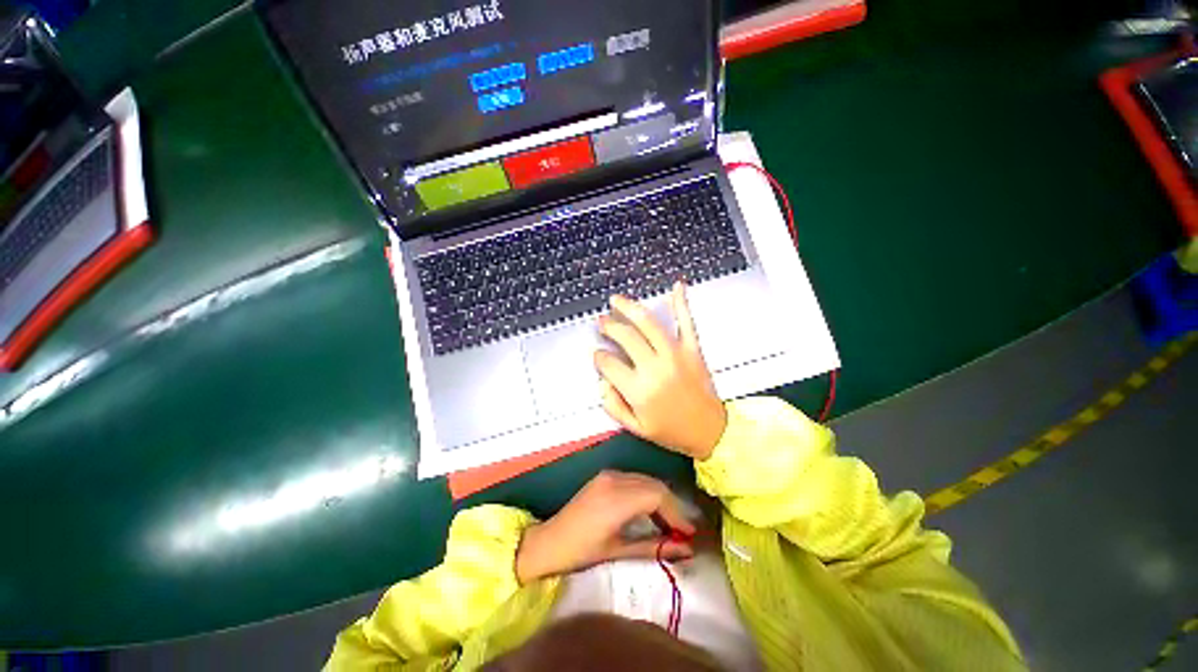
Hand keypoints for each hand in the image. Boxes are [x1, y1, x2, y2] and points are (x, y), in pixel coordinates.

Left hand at [515, 471, 695, 583]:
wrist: (549, 541)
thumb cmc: (581, 552)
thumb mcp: (619, 552)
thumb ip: (654, 547)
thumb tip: (686, 550)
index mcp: (616, 499)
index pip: (657, 495)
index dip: (677, 513)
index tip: (689, 533)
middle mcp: (614, 479)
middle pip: (654, 484)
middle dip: (671, 506)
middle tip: (682, 531)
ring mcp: (608, 474)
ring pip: (646, 480)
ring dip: (660, 498)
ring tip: (668, 524)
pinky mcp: (605, 475)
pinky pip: (634, 479)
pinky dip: (647, 493)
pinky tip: (649, 511)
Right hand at [594, 283, 726, 459]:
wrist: (711, 432)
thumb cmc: (671, 431)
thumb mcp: (636, 428)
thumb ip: (613, 405)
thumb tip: (602, 382)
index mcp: (639, 389)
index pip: (608, 363)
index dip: (598, 357)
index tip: (597, 355)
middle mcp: (655, 367)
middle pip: (625, 337)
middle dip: (609, 326)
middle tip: (601, 322)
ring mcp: (676, 354)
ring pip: (648, 323)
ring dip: (629, 308)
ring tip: (616, 301)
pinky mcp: (693, 349)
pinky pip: (686, 322)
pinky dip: (681, 302)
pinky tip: (676, 285)